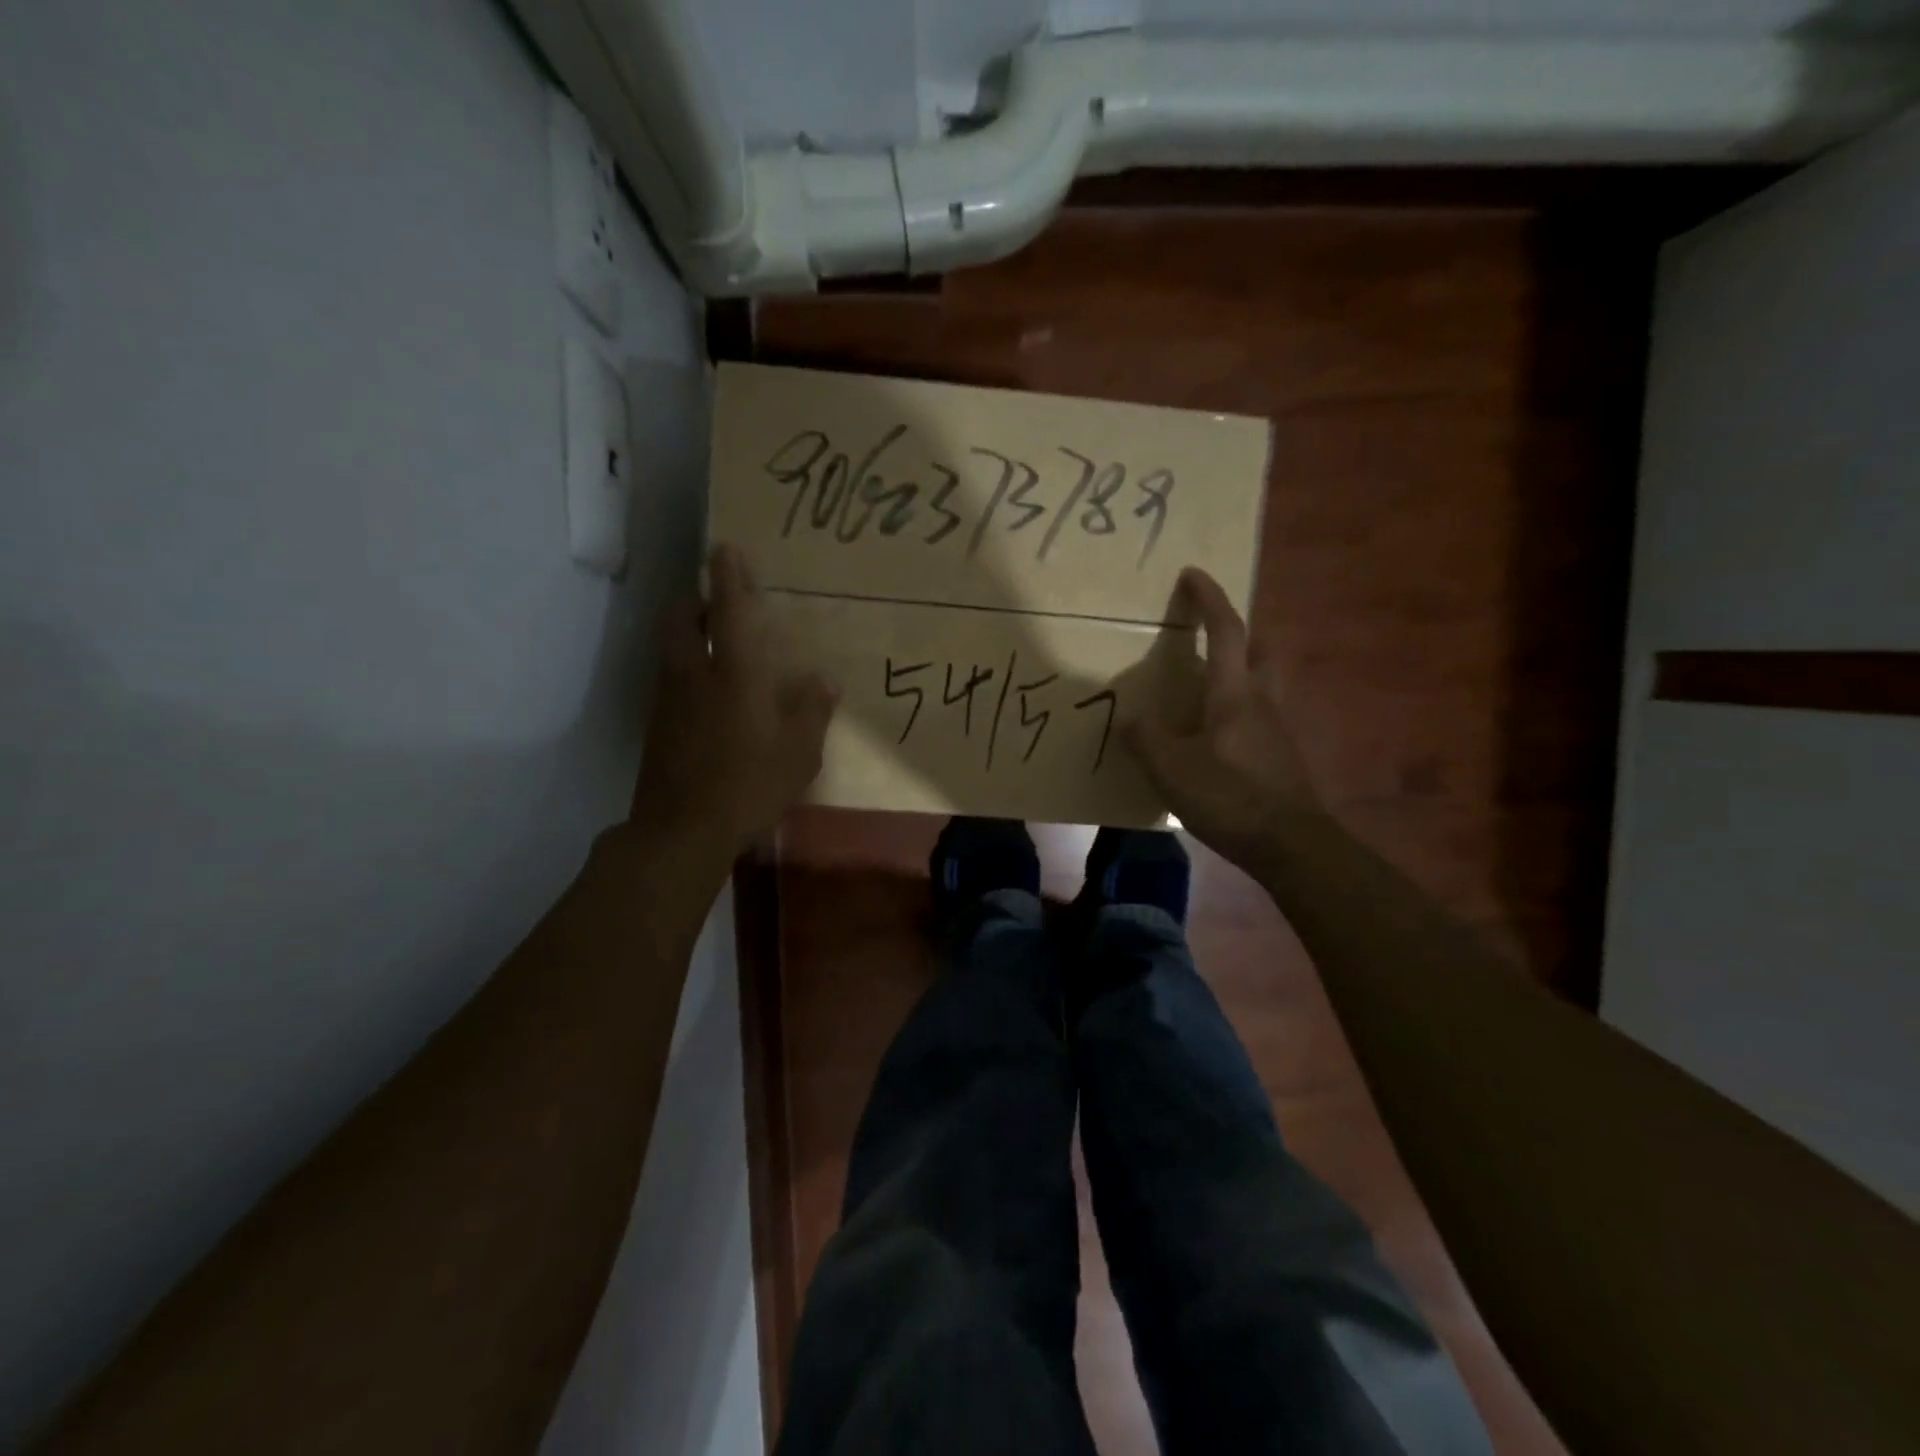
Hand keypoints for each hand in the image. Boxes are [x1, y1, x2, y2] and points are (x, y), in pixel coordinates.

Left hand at [631, 543, 838, 859]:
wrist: (682, 831)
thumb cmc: (750, 785)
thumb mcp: (799, 753)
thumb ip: (812, 711)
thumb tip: (825, 680)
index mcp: (733, 674)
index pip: (729, 611)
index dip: (729, 576)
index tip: (725, 548)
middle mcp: (693, 676)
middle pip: (682, 620)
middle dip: (697, 600)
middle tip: (718, 601)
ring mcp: (668, 702)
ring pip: (672, 650)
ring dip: (689, 634)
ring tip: (714, 643)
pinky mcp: (657, 728)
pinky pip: (671, 682)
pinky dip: (686, 671)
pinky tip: (707, 697)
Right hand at [1122, 567, 1322, 874]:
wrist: (1290, 844)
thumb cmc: (1229, 796)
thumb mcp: (1171, 769)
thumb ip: (1146, 739)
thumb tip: (1131, 720)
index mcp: (1234, 693)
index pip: (1225, 631)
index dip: (1209, 599)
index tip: (1193, 574)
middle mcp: (1263, 701)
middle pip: (1262, 650)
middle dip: (1241, 633)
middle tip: (1213, 638)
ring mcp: (1279, 730)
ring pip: (1266, 684)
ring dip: (1243, 673)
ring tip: (1206, 691)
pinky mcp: (1283, 758)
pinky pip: (1262, 718)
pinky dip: (1242, 713)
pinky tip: (1218, 739)